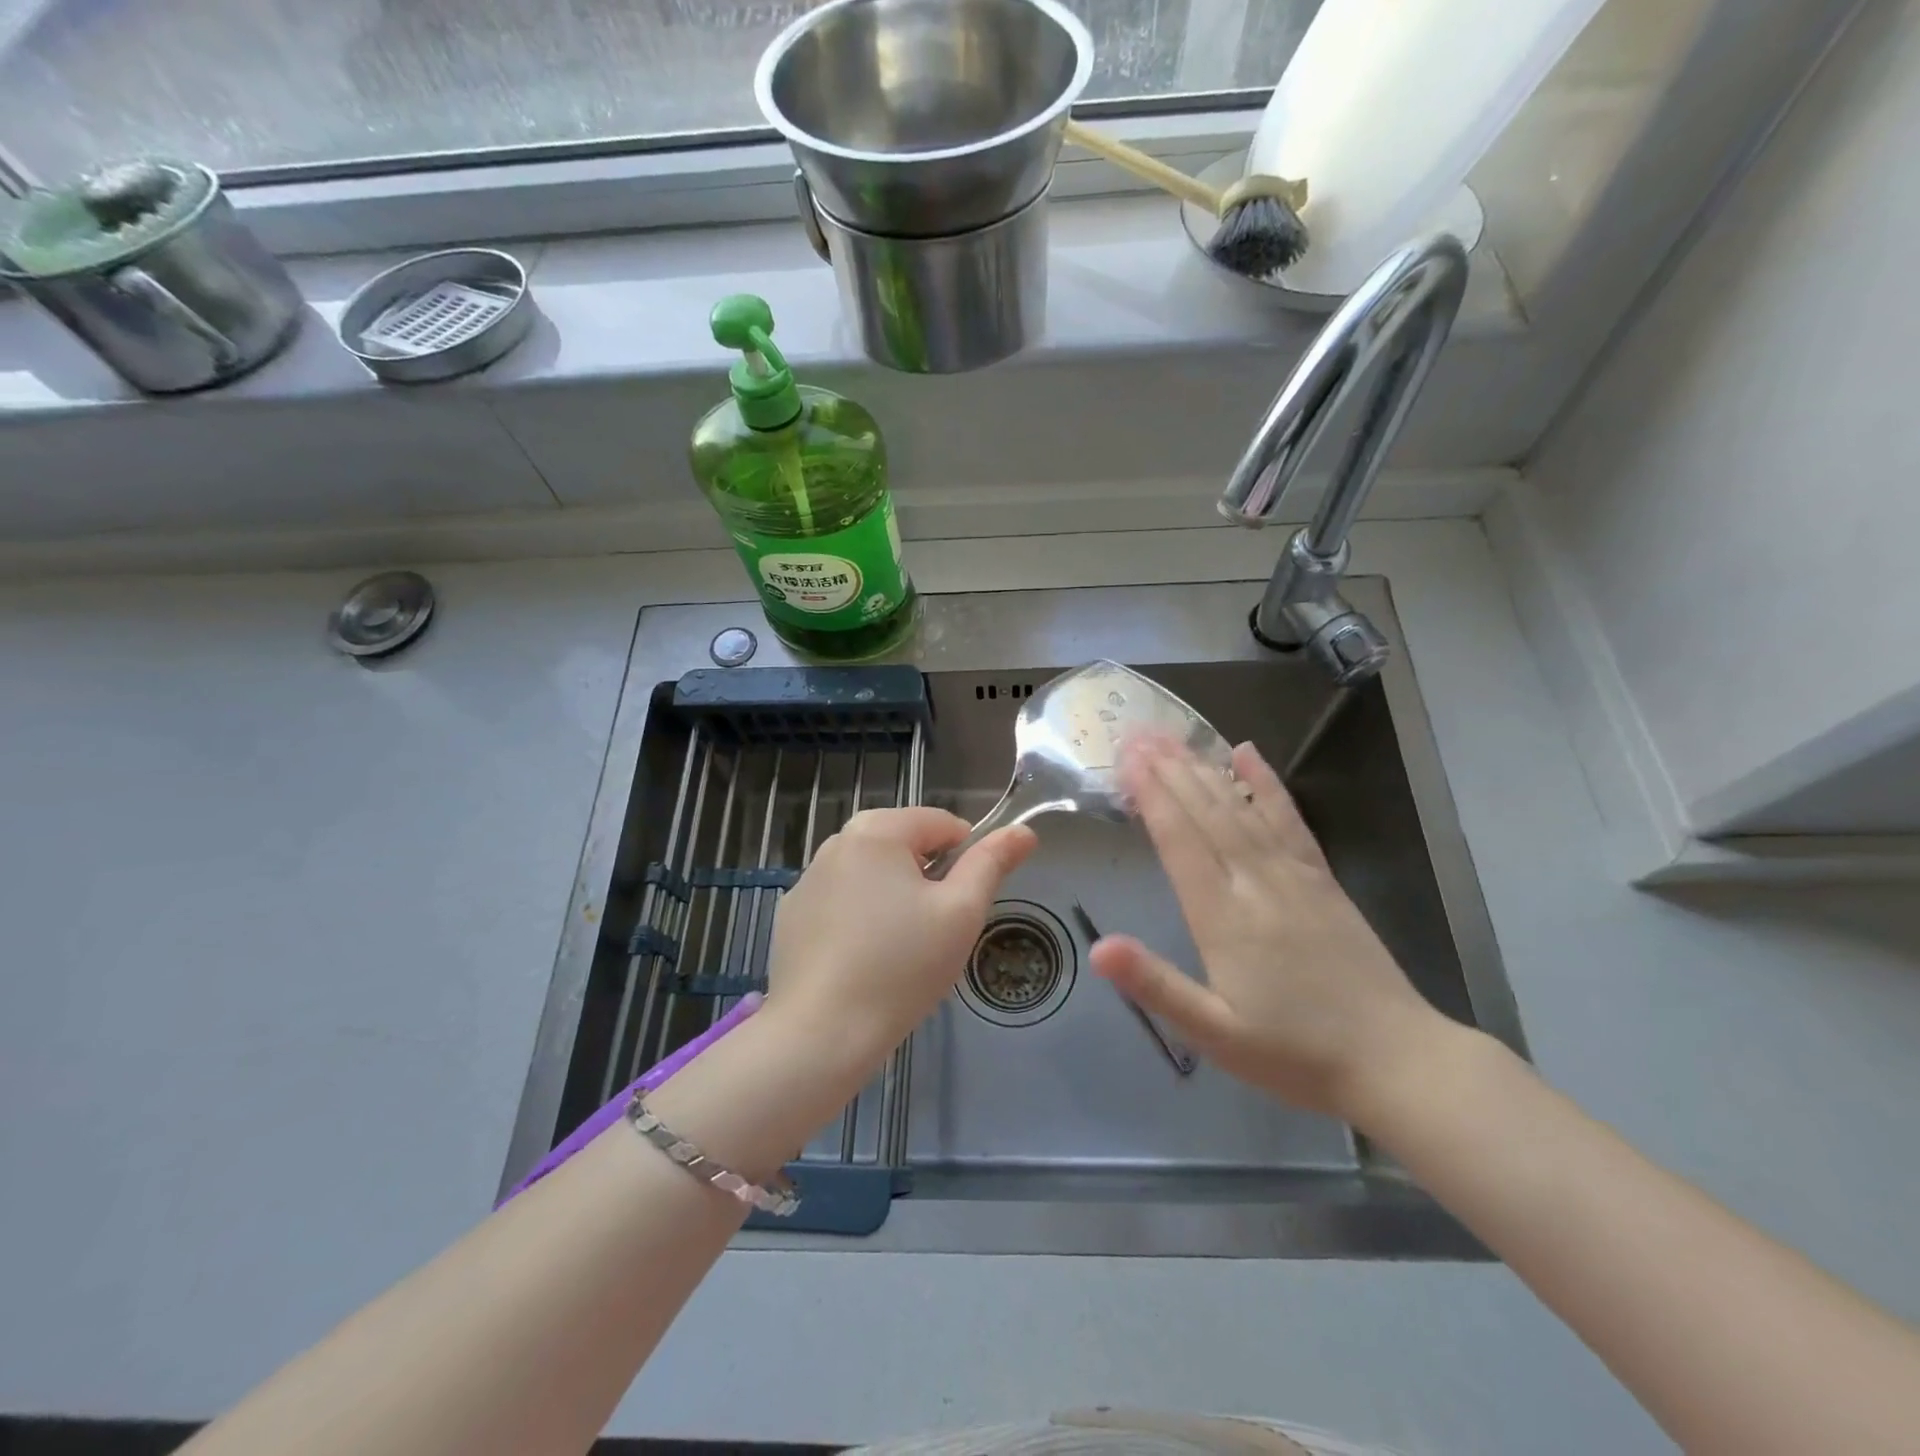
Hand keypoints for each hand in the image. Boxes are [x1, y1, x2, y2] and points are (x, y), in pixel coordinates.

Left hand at [763, 807, 1036, 1077]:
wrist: (821, 1033)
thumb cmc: (902, 966)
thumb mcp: (961, 912)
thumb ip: (992, 863)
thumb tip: (1023, 830)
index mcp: (878, 830)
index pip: (942, 823)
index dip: (967, 858)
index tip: (964, 904)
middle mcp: (836, 842)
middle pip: (904, 844)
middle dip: (927, 878)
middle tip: (934, 930)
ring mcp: (808, 879)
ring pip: (872, 873)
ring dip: (894, 896)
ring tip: (899, 950)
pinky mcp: (792, 915)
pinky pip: (841, 901)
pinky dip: (859, 917)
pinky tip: (862, 961)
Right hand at [1089, 735, 1445, 1122]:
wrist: (1397, 1062)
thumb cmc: (1294, 1053)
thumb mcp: (1215, 1033)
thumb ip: (1156, 986)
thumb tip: (1098, 948)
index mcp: (1224, 917)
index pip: (1180, 841)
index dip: (1152, 795)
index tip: (1127, 758)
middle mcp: (1256, 882)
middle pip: (1207, 812)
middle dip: (1169, 769)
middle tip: (1138, 732)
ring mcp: (1293, 875)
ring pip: (1241, 808)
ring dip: (1204, 768)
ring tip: (1175, 737)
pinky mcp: (1321, 878)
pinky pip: (1289, 819)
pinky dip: (1266, 784)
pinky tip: (1248, 754)